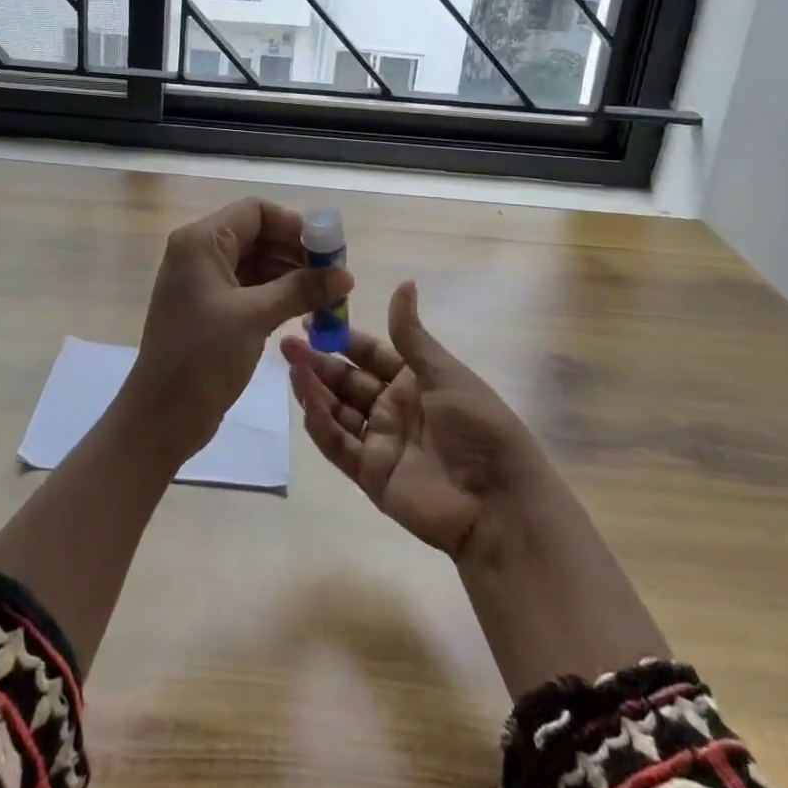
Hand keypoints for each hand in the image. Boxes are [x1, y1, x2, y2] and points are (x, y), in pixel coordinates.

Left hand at [129, 198, 351, 458]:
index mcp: (201, 241)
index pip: (256, 211)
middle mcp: (199, 253)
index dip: (294, 226)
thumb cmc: (203, 356)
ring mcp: (203, 282)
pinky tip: (304, 310)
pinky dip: (276, 294)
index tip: (328, 252)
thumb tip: (346, 275)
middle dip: (296, 252)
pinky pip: (249, 288)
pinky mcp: (210, 309)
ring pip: (256, 263)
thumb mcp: (255, 316)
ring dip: (290, 276)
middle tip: (335, 277)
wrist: (162, 415)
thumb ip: (301, 289)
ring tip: (327, 297)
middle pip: (257, 235)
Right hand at [283, 281, 552, 560]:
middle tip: (287, 344)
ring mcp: (380, 440)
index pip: (369, 352)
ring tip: (291, 368)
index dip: (340, 337)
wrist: (499, 504)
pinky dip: (321, 424)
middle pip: (347, 380)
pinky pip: (339, 445)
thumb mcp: (446, 375)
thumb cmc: (478, 428)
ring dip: (315, 389)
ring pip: (338, 409)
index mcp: (414, 379)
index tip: (310, 318)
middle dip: (318, 361)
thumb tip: (404, 283)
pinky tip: (308, 403)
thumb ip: (412, 336)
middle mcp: (393, 406)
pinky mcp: (370, 473)